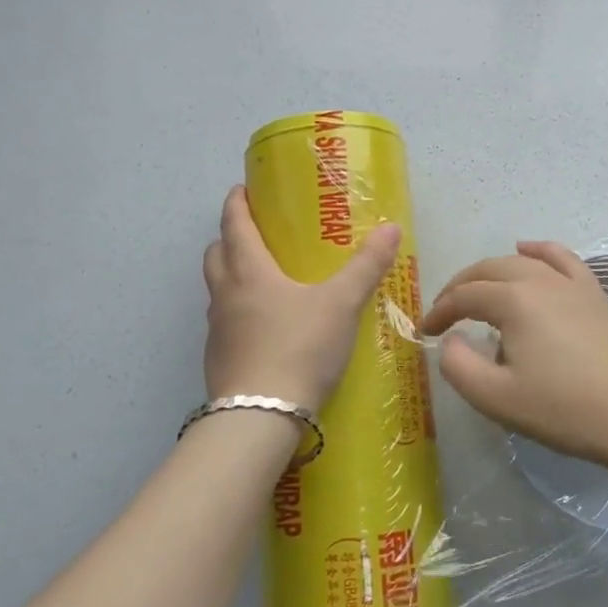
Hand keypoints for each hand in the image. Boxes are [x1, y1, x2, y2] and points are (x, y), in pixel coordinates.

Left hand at [203, 186, 401, 410]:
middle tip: (256, 233)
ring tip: (263, 280)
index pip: (234, 223)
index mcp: (249, 270)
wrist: (260, 417)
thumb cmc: (299, 347)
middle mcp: (225, 293)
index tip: (243, 189)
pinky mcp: (218, 359)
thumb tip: (391, 227)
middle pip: (216, 253)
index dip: (237, 203)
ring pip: (217, 289)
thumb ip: (366, 266)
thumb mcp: (341, 304)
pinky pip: (224, 322)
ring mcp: (217, 329)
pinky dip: (238, 312)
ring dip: (231, 275)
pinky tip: (265, 328)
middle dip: (229, 237)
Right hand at [419, 241, 607, 468]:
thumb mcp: (498, 399)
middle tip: (445, 312)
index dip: (440, 311)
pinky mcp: (594, 293)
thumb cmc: (566, 409)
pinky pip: (561, 258)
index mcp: (513, 301)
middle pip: (488, 270)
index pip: (465, 296)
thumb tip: (450, 341)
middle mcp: (540, 280)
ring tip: (476, 288)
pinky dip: (539, 251)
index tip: (426, 332)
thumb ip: (460, 367)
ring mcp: (571, 283)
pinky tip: (527, 249)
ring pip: (521, 262)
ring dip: (491, 271)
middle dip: (460, 287)